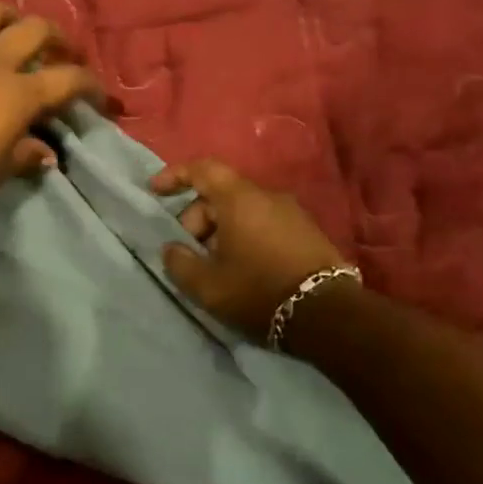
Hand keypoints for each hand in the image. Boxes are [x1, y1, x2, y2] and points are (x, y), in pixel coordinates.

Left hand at [0, 2, 104, 213]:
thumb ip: (24, 155)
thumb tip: (44, 153)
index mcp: (19, 94)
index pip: (69, 80)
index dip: (90, 85)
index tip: (97, 97)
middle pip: (35, 29)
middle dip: (56, 37)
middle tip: (60, 52)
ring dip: (7, 16)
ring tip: (10, 29)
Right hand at [151, 158, 349, 336]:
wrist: (327, 313)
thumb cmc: (258, 291)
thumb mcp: (207, 285)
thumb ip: (180, 263)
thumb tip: (172, 249)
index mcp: (239, 199)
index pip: (203, 169)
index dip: (175, 176)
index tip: (155, 191)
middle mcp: (267, 196)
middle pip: (221, 194)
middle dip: (197, 218)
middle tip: (189, 252)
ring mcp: (292, 212)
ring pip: (243, 210)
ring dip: (221, 231)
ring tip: (215, 265)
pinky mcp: (307, 231)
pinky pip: (264, 222)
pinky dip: (244, 236)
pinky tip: (242, 267)